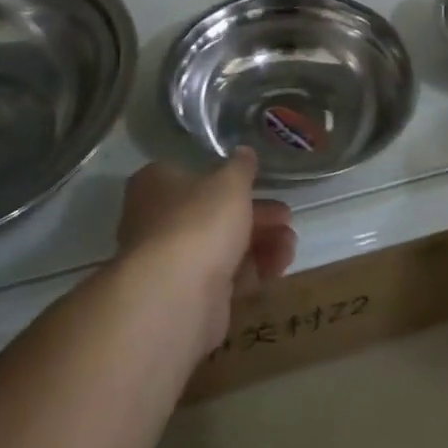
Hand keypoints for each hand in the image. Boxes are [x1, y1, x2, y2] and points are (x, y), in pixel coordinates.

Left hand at [117, 151, 297, 352]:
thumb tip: (244, 151)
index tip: (260, 182)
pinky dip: (254, 269)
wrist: (177, 296)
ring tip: (291, 243)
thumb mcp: (230, 182)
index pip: (192, 173)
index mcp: (156, 184)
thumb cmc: (199, 221)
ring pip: (222, 245)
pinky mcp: (189, 295)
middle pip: (213, 212)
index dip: (228, 177)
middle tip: (286, 216)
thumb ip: (241, 167)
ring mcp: (172, 261)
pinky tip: (281, 265)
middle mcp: (158, 220)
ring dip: (261, 242)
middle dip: (256, 214)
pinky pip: (226, 275)